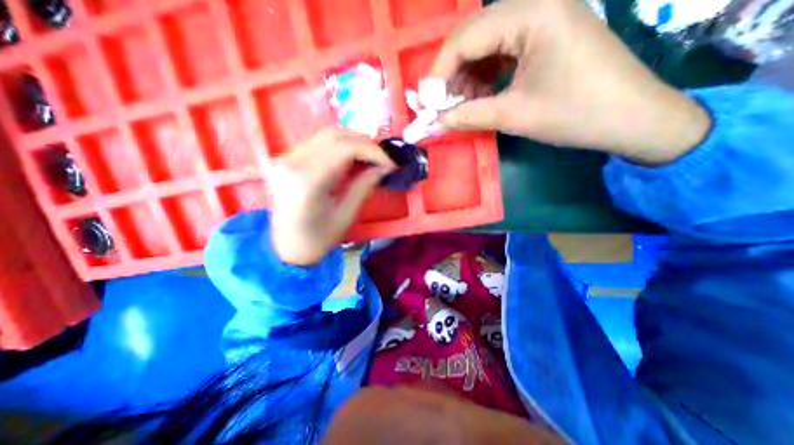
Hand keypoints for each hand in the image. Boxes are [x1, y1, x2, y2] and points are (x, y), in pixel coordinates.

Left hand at [269, 129, 393, 266]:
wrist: (286, 248)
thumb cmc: (318, 239)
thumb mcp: (346, 215)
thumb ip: (364, 186)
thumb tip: (384, 167)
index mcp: (306, 182)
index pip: (344, 148)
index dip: (372, 151)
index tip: (390, 162)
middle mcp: (292, 163)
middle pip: (334, 135)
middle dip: (365, 142)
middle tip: (383, 158)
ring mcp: (285, 158)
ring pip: (326, 134)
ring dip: (353, 141)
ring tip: (371, 157)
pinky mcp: (286, 159)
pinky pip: (318, 142)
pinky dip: (340, 145)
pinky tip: (353, 157)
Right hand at [432, 0, 710, 162]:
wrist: (632, 118)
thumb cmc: (574, 115)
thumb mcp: (513, 116)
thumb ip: (467, 116)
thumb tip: (435, 123)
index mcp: (533, 13)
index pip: (466, 38)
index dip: (439, 73)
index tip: (426, 102)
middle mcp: (538, 2)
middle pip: (474, 36)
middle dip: (452, 73)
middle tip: (441, 104)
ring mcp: (545, 15)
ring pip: (487, 43)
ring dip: (468, 75)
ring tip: (459, 104)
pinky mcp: (547, 33)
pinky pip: (503, 49)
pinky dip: (486, 73)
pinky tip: (480, 94)